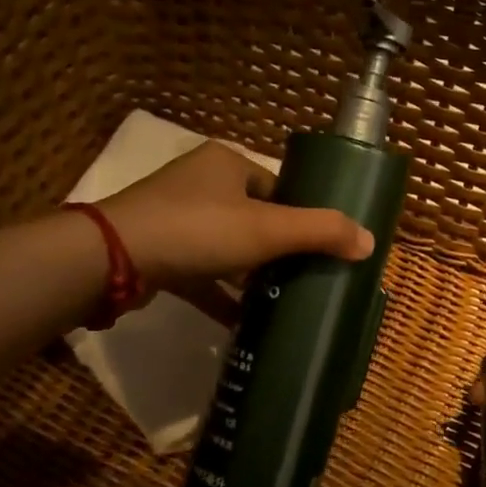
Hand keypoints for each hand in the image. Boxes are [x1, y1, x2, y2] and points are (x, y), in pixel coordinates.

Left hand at [100, 141, 373, 321]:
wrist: (114, 259)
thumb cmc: (199, 230)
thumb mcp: (268, 229)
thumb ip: (321, 232)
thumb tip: (371, 242)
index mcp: (226, 164)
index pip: (277, 187)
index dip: (301, 215)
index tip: (321, 248)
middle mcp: (200, 184)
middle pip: (254, 218)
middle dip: (278, 250)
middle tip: (305, 277)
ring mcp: (175, 220)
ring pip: (227, 248)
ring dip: (250, 275)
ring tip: (282, 300)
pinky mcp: (159, 254)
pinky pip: (201, 274)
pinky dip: (221, 295)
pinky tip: (243, 322)